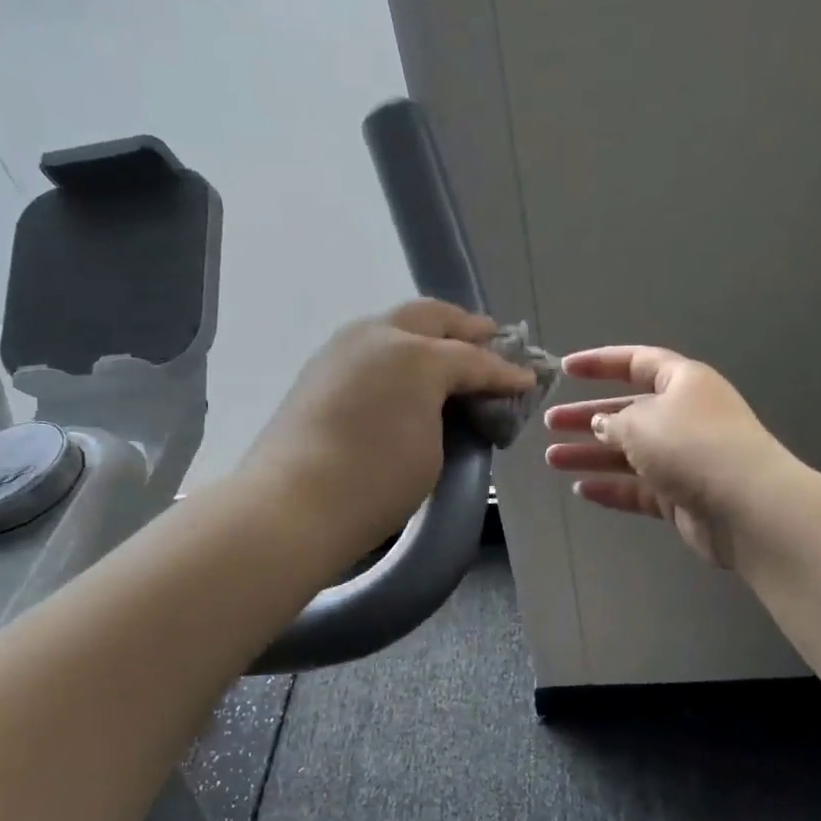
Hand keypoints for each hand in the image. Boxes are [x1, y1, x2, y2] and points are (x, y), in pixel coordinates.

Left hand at [242, 300, 536, 559]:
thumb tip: (450, 404)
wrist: (292, 504)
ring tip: (449, 351)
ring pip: (396, 323)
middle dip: (467, 327)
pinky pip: (370, 344)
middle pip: (433, 317)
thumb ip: (449, 416)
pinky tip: (405, 370)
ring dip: (428, 332)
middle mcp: (378, 336)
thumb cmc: (376, 483)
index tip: (527, 380)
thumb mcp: (433, 452)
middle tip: (492, 339)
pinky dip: (397, 349)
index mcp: (416, 356)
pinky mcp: (319, 368)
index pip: (473, 359)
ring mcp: (342, 348)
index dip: (504, 371)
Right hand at [544, 346, 792, 567]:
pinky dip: (611, 487)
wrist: (744, 506)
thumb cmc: (690, 446)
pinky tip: (581, 489)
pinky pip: (639, 488)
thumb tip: (602, 424)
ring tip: (552, 459)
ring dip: (591, 454)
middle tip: (550, 422)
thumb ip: (613, 421)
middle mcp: (685, 416)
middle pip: (628, 411)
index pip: (637, 362)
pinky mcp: (682, 496)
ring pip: (629, 452)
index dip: (601, 363)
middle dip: (588, 416)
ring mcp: (684, 459)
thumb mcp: (641, 422)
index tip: (566, 369)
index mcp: (683, 383)